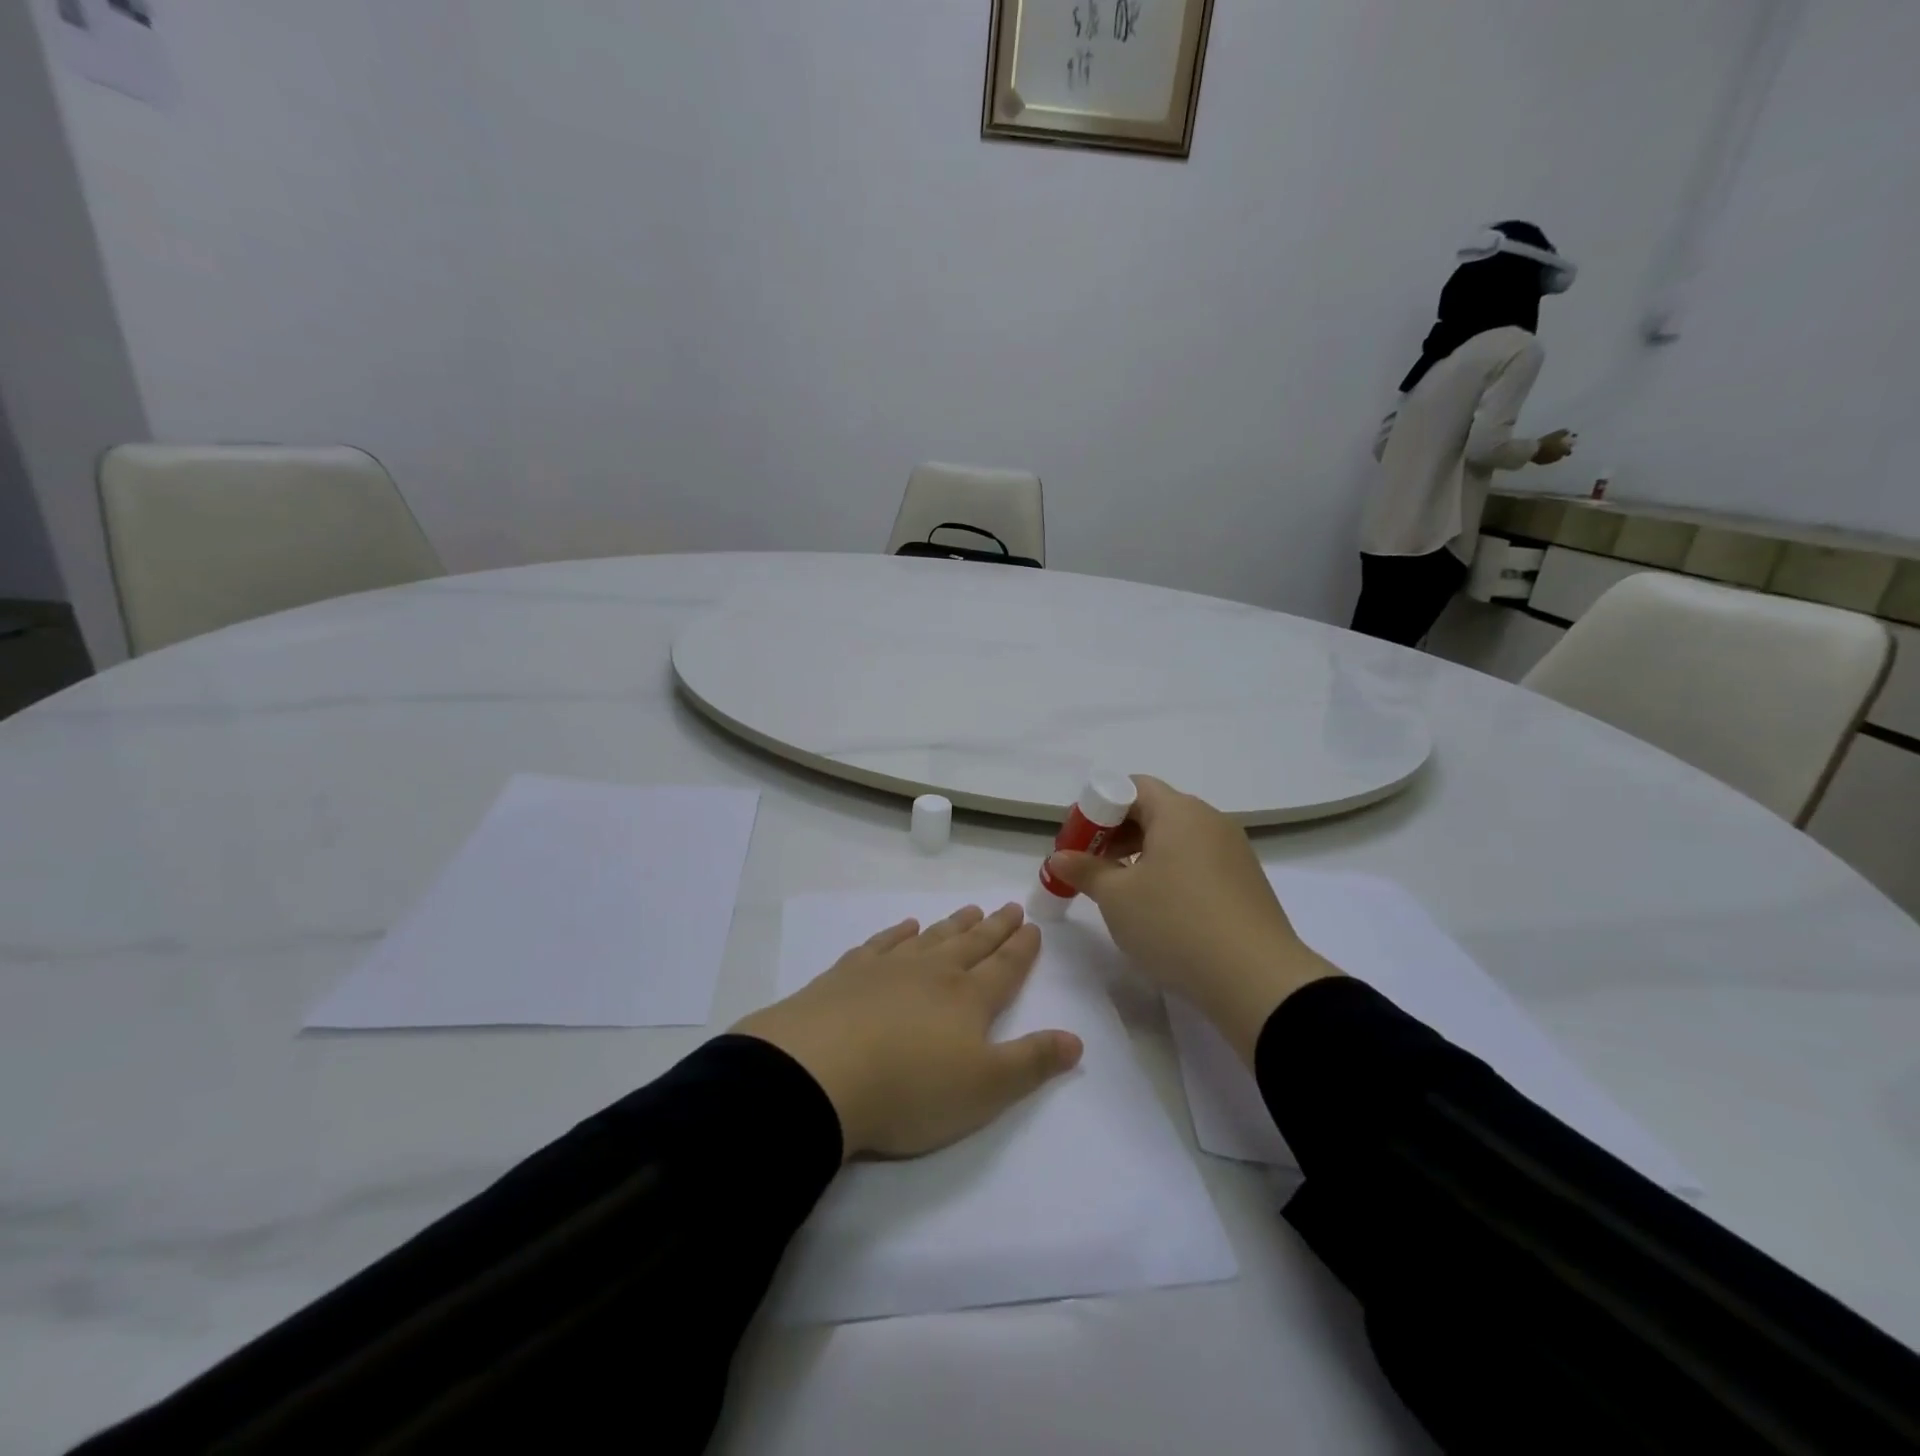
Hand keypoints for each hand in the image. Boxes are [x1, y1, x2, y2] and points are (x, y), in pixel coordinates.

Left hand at [733, 903, 1082, 1160]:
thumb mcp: (985, 1089)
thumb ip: (1032, 1062)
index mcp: (968, 1000)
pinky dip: (897, 933)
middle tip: (1009, 906)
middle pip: (971, 944)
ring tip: (970, 910)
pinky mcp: (848, 974)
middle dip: (994, 928)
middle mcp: (933, 974)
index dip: (1021, 949)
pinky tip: (904, 926)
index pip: (1004, 968)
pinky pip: (882, 944)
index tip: (1031, 926)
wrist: (820, 1073)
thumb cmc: (910, 1089)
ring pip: (930, 938)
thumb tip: (1076, 1039)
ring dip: (953, 925)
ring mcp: (888, 969)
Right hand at [1045, 776, 1339, 1065]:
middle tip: (1091, 866)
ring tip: (1121, 891)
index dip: (1098, 807)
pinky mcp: (1246, 882)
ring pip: (1177, 838)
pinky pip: (1198, 862)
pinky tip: (1160, 908)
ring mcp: (1234, 851)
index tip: (1079, 841)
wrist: (1257, 980)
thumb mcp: (1117, 898)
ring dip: (1143, 854)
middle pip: (1155, 810)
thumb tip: (1060, 858)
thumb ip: (1085, 871)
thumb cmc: (1175, 923)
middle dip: (1117, 833)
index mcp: (1179, 811)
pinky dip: (1171, 872)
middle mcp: (1210, 820)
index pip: (1132, 786)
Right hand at [1533, 429, 1576, 465]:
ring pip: (1554, 458)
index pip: (1570, 450)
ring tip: (1549, 450)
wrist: (1533, 450)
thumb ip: (1564, 433)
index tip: (1566, 443)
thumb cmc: (1547, 441)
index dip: (1569, 446)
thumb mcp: (1558, 434)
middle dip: (1561, 451)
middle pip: (1562, 455)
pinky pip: (1546, 460)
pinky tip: (1542, 453)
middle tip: (1557, 447)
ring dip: (1553, 454)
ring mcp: (1550, 461)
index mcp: (1564, 450)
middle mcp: (1559, 457)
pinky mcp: (1541, 463)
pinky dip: (1546, 457)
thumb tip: (1568, 432)